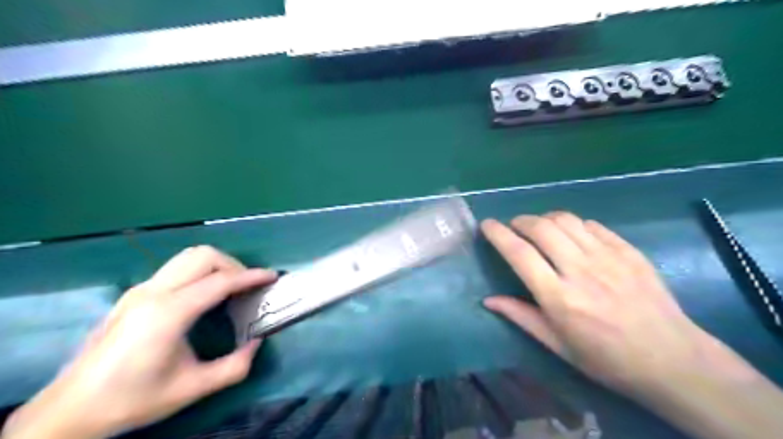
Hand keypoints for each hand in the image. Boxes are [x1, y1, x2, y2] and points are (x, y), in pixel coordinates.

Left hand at [2, 245, 277, 437]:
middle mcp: (154, 293)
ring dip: (217, 265)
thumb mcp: (192, 388)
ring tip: (230, 288)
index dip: (251, 276)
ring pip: (188, 257)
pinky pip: (176, 269)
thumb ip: (235, 367)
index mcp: (169, 313)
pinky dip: (200, 272)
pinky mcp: (134, 294)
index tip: (272, 277)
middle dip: (234, 265)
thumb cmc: (133, 399)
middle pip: (204, 256)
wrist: (69, 410)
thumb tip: (257, 342)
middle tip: (248, 286)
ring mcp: (141, 290)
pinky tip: (204, 297)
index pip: (220, 281)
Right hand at [480, 212, 731, 393]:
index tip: (486, 225)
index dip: (498, 234)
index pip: (519, 253)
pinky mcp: (628, 251)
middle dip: (519, 221)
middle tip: (513, 227)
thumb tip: (488, 300)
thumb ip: (521, 316)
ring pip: (566, 220)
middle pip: (541, 228)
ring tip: (539, 228)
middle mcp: (580, 270)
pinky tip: (572, 235)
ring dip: (544, 218)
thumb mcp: (557, 345)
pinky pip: (592, 225)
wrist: (673, 359)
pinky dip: (573, 224)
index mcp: (559, 297)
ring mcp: (608, 257)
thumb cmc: (606, 359)